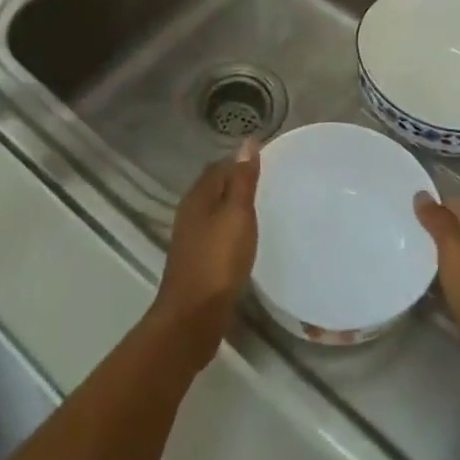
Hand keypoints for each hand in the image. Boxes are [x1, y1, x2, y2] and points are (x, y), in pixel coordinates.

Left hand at [151, 141, 260, 370]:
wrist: (193, 318)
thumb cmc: (218, 260)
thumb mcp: (237, 215)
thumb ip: (243, 180)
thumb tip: (247, 142)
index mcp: (198, 196)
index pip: (219, 166)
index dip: (240, 161)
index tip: (267, 162)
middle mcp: (191, 212)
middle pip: (215, 187)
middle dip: (237, 182)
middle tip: (269, 183)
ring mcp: (191, 239)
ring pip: (215, 211)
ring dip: (234, 207)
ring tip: (262, 208)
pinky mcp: (197, 261)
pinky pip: (217, 233)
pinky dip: (231, 229)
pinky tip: (246, 239)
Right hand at [415, 193, 459, 409]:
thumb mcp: (456, 249)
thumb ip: (439, 221)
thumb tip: (422, 194)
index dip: (436, 201)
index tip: (408, 205)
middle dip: (434, 231)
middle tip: (402, 234)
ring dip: (438, 261)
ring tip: (407, 262)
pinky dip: (444, 289)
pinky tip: (425, 297)